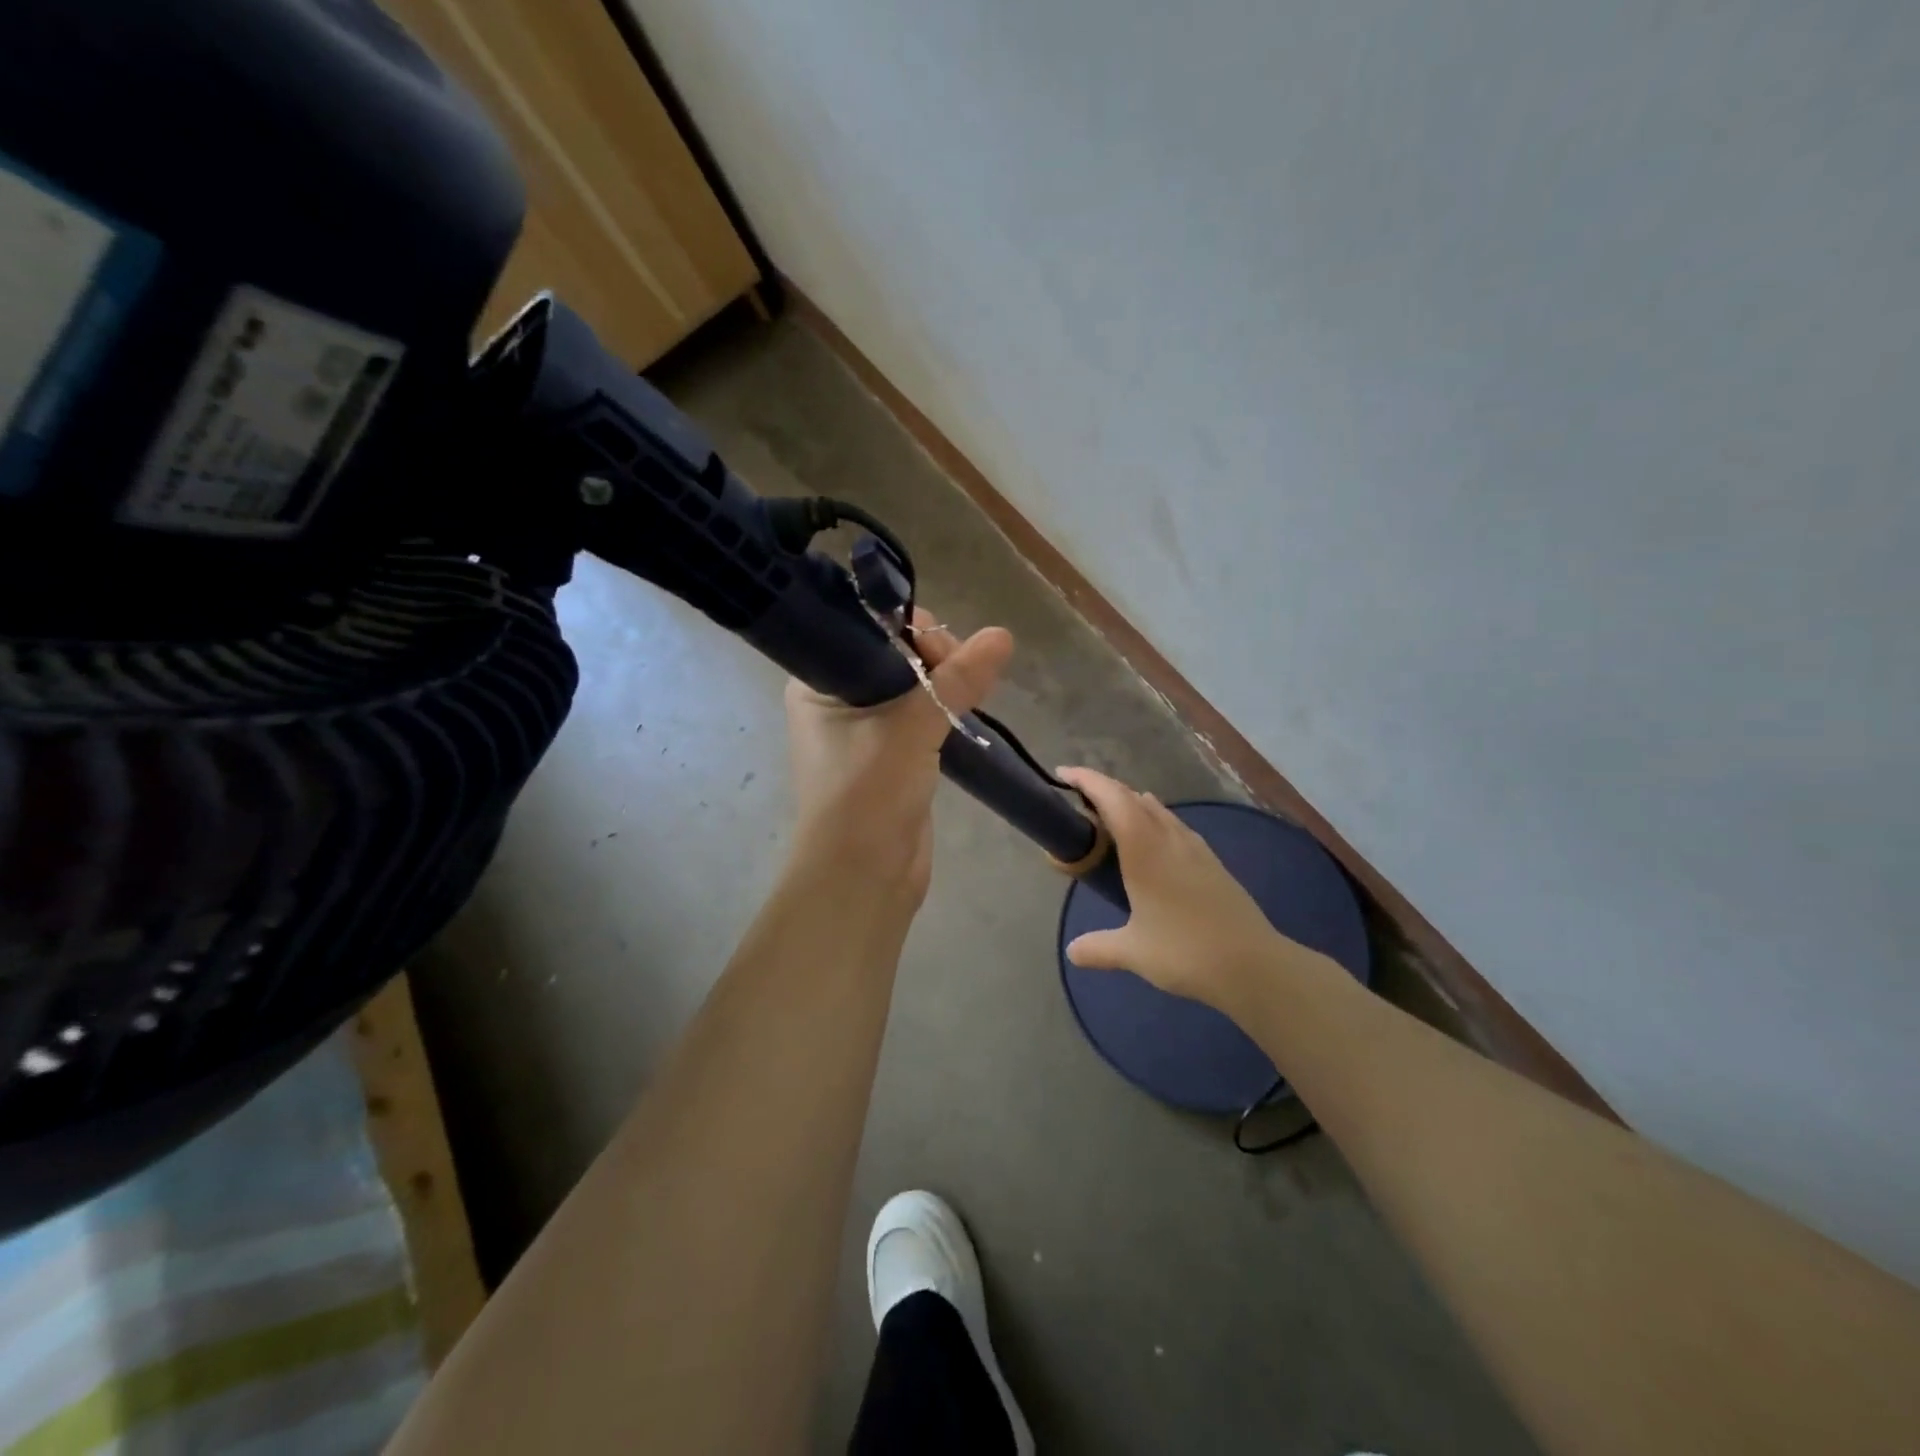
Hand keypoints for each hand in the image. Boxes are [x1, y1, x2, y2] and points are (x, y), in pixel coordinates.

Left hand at [785, 608, 1012, 899]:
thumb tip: (1002, 636)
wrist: (863, 878)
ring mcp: (864, 730)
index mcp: (817, 684)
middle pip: (894, 656)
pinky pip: (921, 717)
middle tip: (965, 673)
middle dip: (934, 657)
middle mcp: (836, 700)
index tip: (943, 649)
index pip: (865, 632)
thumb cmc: (868, 794)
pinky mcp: (892, 756)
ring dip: (944, 685)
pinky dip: (945, 711)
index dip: (908, 629)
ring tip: (975, 689)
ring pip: (912, 687)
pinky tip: (969, 708)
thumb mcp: (912, 729)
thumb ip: (956, 681)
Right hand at [1056, 767, 1289, 1010]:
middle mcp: (1169, 838)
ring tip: (1109, 819)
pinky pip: (1174, 825)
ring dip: (1130, 804)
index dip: (1086, 780)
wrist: (1254, 965)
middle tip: (1078, 801)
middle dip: (1104, 790)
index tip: (1063, 773)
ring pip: (1157, 810)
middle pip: (1133, 797)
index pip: (1112, 798)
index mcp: (1144, 849)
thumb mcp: (1134, 952)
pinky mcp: (1211, 861)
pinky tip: (1151, 843)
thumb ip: (1098, 948)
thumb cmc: (1186, 951)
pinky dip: (1153, 820)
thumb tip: (1072, 952)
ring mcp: (1194, 847)